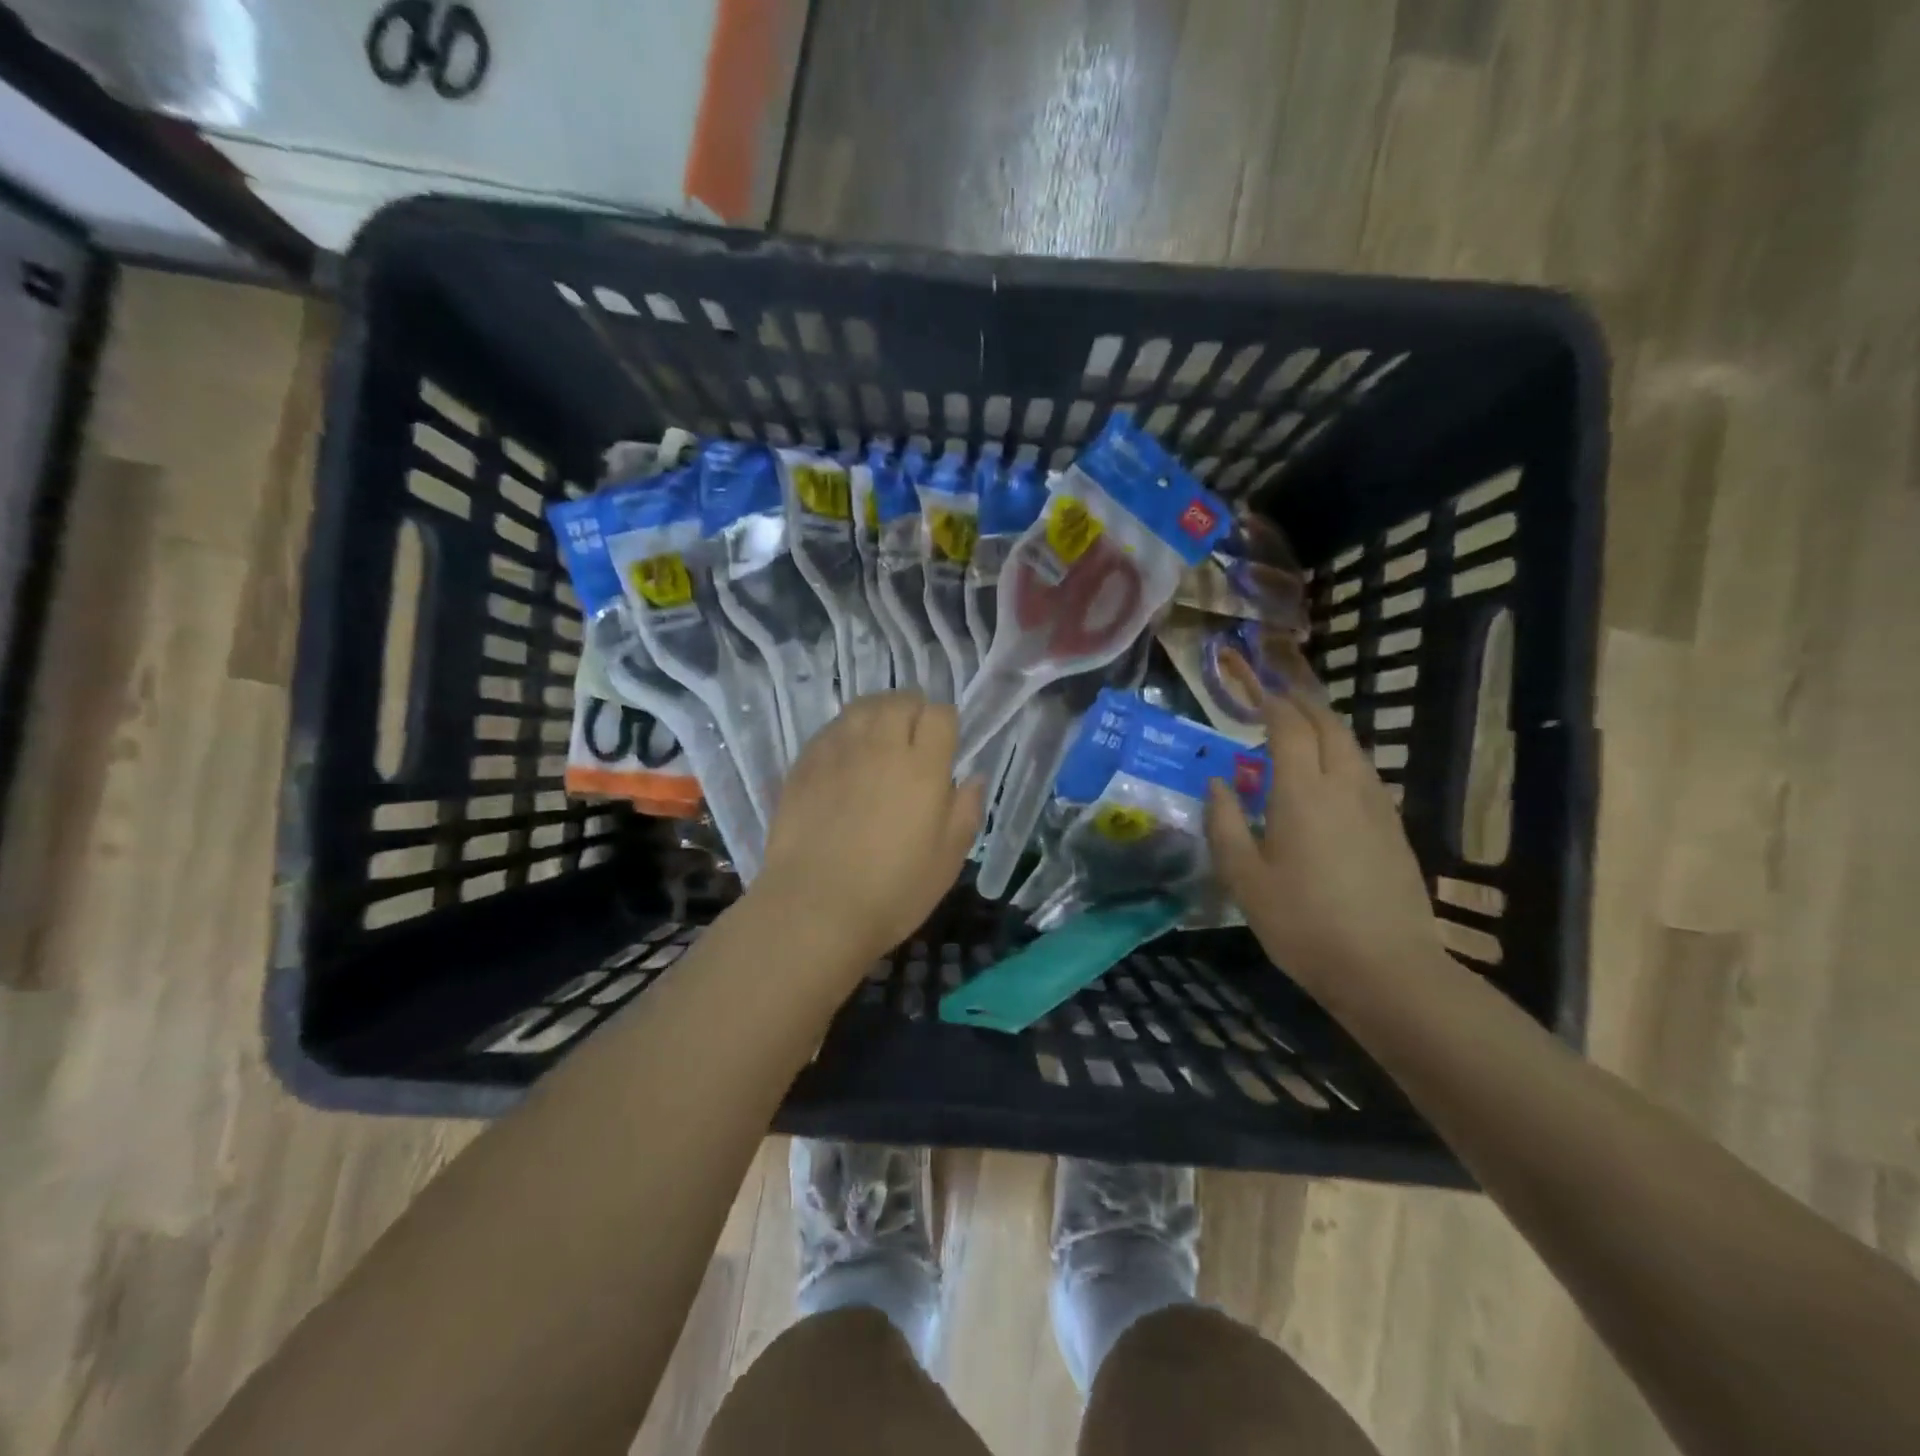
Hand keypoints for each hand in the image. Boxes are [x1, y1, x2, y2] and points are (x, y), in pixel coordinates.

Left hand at [756, 693, 984, 965]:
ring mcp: (838, 751)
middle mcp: (880, 746)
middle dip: (913, 712)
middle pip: (900, 700)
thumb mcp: (948, 859)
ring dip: (878, 715)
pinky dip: (846, 733)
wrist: (815, 908)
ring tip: (879, 741)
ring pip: (863, 706)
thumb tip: (974, 777)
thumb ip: (966, 810)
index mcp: (922, 766)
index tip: (944, 748)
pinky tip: (845, 760)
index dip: (945, 725)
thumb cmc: (893, 890)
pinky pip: (831, 729)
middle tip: (913, 741)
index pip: (940, 714)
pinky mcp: (805, 763)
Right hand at [1205, 654, 1441, 987]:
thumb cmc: (1302, 923)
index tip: (1255, 694)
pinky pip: (1367, 775)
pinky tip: (1332, 780)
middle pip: (1330, 727)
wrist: (1386, 969)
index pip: (1290, 728)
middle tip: (1279, 700)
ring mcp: (1377, 807)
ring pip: (1354, 749)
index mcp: (1303, 793)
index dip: (1272, 705)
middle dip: (1304, 705)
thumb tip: (1217, 783)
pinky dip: (1344, 758)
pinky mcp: (1395, 830)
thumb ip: (1224, 823)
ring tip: (1303, 733)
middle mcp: (1345, 787)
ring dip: (1327, 730)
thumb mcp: (1244, 878)